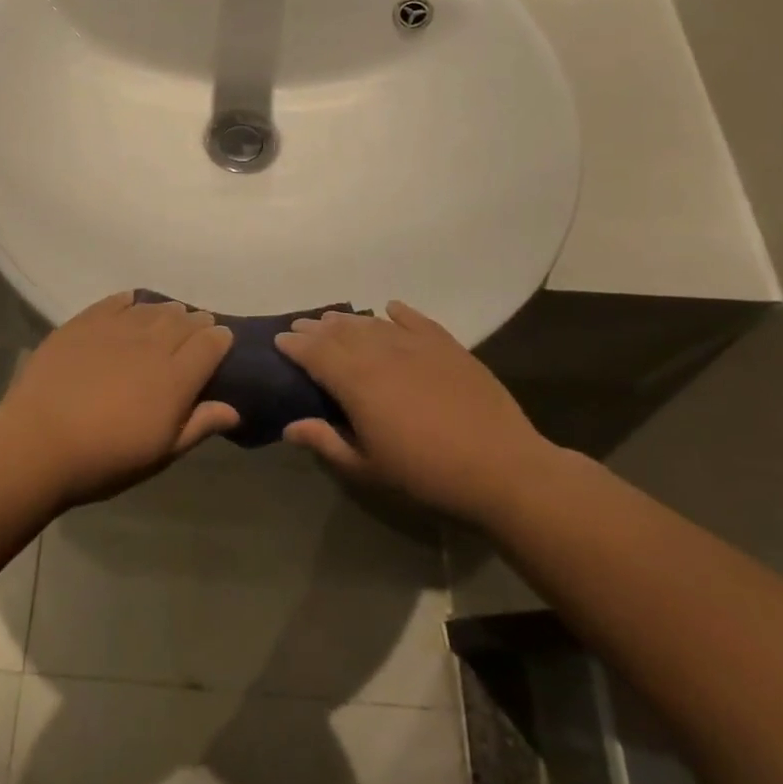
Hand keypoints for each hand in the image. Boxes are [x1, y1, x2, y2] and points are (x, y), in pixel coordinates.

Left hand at [0, 293, 237, 506]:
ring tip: (170, 316)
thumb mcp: (160, 454)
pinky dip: (132, 301)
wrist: (39, 442)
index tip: (221, 341)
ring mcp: (117, 328)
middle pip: (184, 320)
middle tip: (198, 329)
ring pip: (153, 308)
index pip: (210, 344)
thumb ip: (198, 426)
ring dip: (168, 311)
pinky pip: (117, 301)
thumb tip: (233, 410)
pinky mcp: (85, 322)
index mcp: (176, 378)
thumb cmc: (105, 458)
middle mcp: (153, 344)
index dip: (220, 339)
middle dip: (197, 322)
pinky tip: (133, 303)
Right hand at [276, 301, 558, 519]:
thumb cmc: (426, 474)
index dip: (294, 344)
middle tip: (302, 326)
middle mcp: (380, 353)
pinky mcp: (447, 345)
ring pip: (372, 324)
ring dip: (349, 320)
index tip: (280, 340)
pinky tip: (390, 309)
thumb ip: (326, 442)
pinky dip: (398, 313)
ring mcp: (416, 344)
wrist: (502, 468)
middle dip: (316, 328)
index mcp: (356, 381)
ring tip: (335, 319)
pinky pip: (416, 320)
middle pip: (340, 332)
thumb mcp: (368, 468)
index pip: (315, 353)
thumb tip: (289, 426)